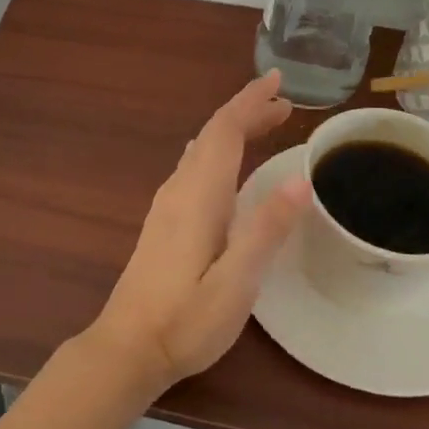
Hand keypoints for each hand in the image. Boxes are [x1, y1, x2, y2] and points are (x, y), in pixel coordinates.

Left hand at [88, 71, 312, 392]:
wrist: (127, 347)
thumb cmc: (186, 320)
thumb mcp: (237, 281)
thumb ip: (266, 229)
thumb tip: (301, 179)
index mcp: (199, 195)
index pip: (224, 131)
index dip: (249, 101)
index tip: (277, 81)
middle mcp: (179, 189)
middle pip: (213, 135)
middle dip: (246, 111)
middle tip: (284, 103)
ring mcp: (167, 205)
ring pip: (202, 150)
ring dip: (233, 130)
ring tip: (265, 124)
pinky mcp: (164, 222)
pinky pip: (194, 167)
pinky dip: (218, 151)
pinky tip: (221, 161)